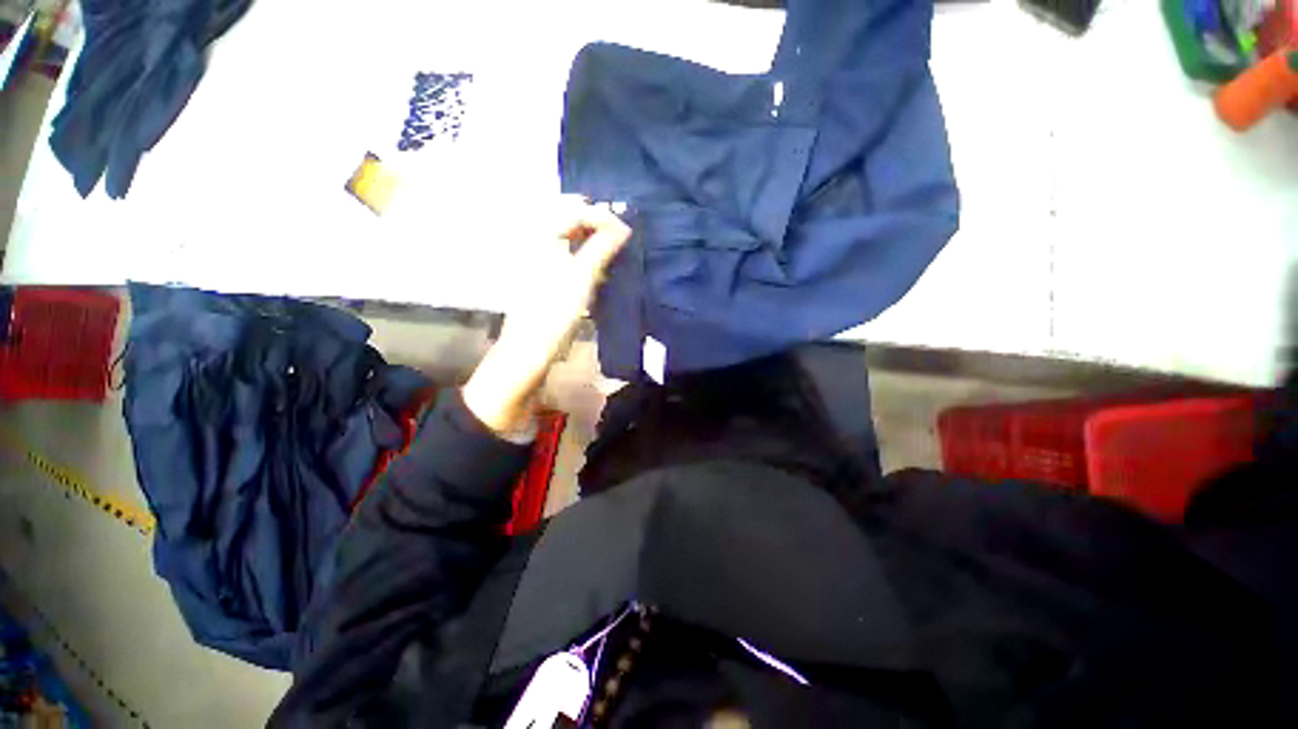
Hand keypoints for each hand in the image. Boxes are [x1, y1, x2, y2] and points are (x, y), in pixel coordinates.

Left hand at [463, 197, 630, 435]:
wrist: (531, 350)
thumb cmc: (555, 312)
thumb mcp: (582, 277)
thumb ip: (602, 246)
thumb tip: (623, 225)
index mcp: (542, 236)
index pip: (574, 208)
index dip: (601, 215)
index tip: (626, 231)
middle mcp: (538, 243)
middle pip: (571, 219)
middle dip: (598, 225)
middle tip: (622, 238)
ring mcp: (542, 262)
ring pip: (572, 239)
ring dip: (594, 241)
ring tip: (615, 252)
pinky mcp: (548, 279)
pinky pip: (570, 256)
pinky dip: (587, 257)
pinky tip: (601, 269)